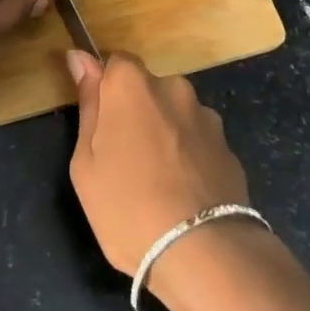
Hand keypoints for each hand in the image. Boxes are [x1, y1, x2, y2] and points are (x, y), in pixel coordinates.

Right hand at [66, 51, 252, 278]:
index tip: (100, 123)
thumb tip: (80, 58)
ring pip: (174, 116)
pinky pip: (198, 142)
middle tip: (124, 160)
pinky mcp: (229, 147)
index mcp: (132, 84)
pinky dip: (189, 157)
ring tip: (159, 183)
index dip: (106, 90)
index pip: (115, 63)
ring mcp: (206, 117)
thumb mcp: (86, 161)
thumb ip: (88, 104)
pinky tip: (184, 194)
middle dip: (136, 113)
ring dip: (165, 134)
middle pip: (147, 89)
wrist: (203, 253)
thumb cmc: (127, 205)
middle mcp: (172, 88)